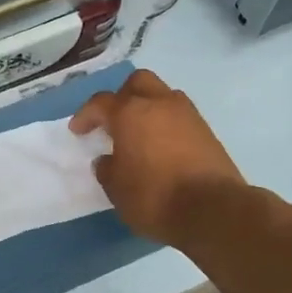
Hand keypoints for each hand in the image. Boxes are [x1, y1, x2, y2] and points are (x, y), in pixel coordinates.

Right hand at [70, 70, 246, 244]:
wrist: (212, 209)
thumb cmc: (154, 197)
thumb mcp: (117, 189)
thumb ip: (107, 169)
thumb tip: (107, 160)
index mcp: (130, 113)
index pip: (101, 102)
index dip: (86, 115)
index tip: (78, 131)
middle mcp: (159, 104)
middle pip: (137, 83)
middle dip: (121, 96)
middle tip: (113, 120)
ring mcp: (187, 115)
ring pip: (163, 95)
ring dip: (148, 108)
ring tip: (139, 133)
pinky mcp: (207, 131)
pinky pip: (180, 116)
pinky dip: (166, 124)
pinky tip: (161, 147)